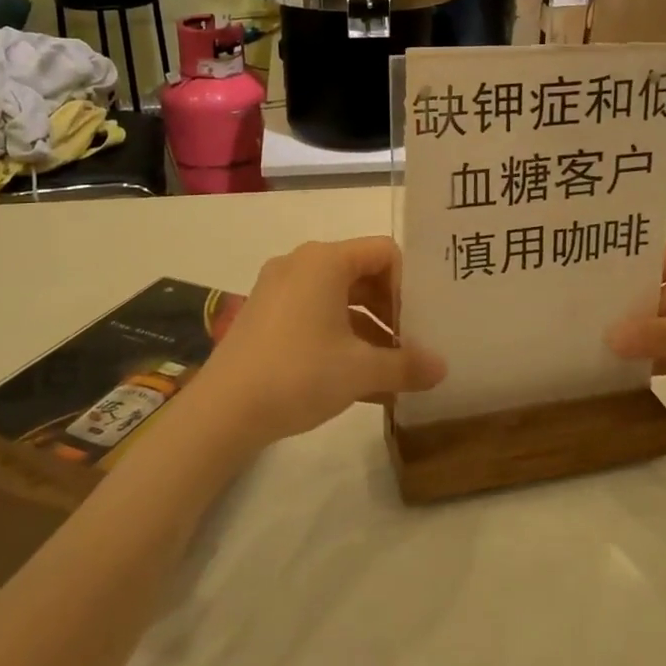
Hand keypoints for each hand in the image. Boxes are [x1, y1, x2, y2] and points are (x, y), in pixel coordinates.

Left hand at [199, 237, 445, 448]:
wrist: (222, 412)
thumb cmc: (298, 374)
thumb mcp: (361, 370)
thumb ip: (407, 365)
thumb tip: (443, 369)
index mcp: (325, 261)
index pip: (384, 252)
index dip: (409, 284)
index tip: (419, 322)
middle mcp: (300, 264)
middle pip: (362, 274)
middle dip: (391, 310)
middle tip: (411, 344)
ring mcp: (278, 290)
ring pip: (339, 299)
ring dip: (369, 330)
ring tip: (391, 370)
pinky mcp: (265, 317)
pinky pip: (315, 316)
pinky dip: (341, 340)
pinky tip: (360, 381)